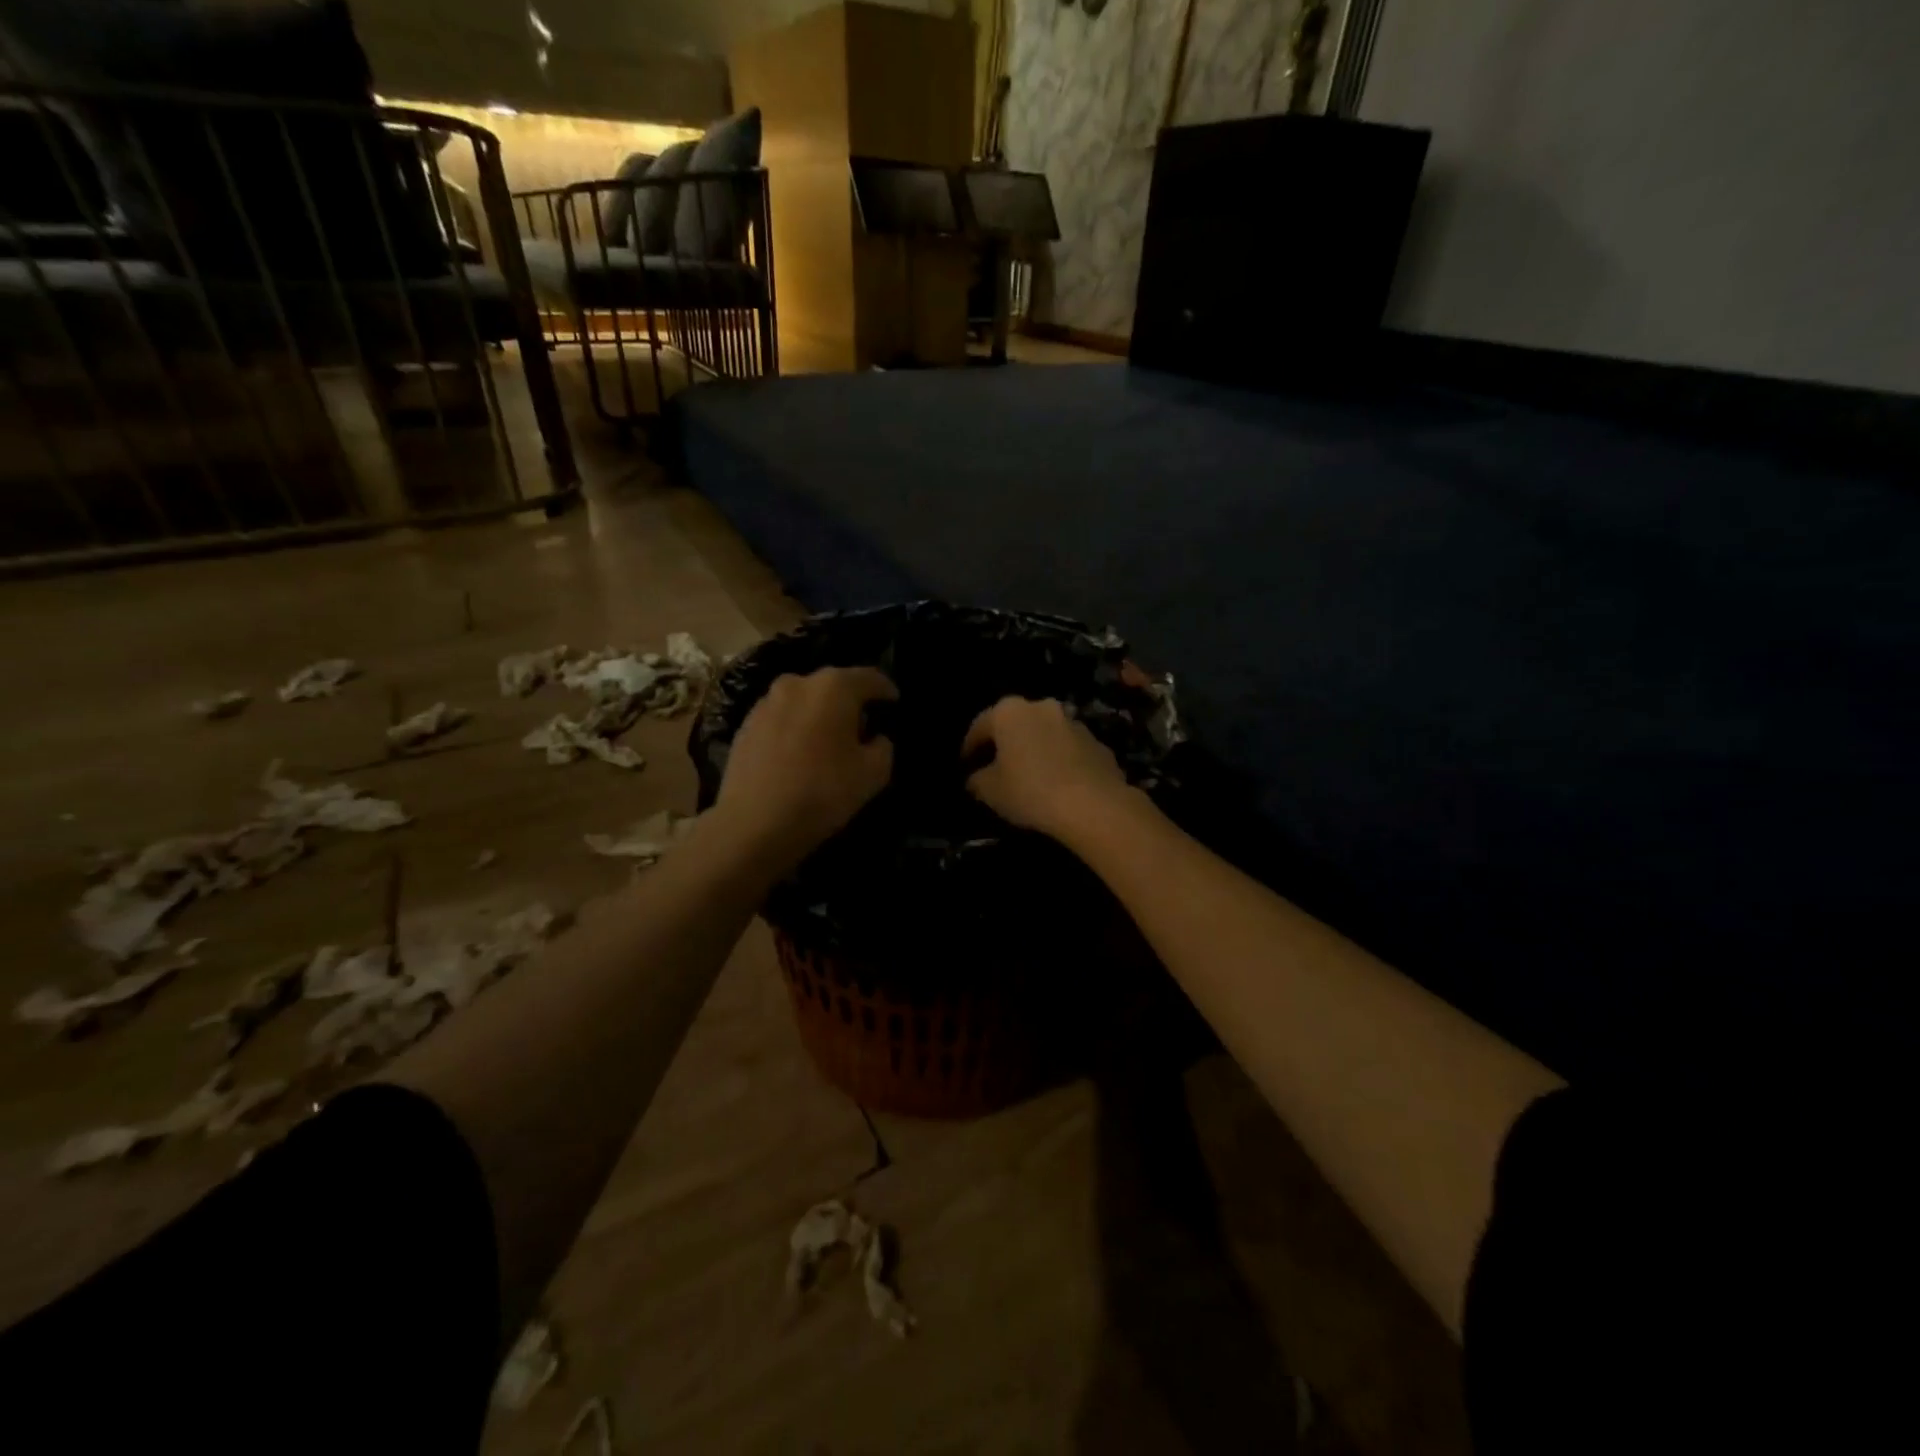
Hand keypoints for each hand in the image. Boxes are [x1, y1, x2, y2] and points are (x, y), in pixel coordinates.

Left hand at [714, 667, 897, 867]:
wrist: (754, 823)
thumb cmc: (822, 792)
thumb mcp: (873, 774)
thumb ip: (883, 747)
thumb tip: (874, 738)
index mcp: (833, 687)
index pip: (870, 678)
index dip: (886, 690)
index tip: (894, 703)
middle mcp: (797, 683)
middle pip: (833, 686)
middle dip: (850, 702)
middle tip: (862, 728)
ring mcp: (766, 703)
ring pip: (804, 701)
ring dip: (819, 715)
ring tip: (827, 742)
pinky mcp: (745, 725)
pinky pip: (781, 719)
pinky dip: (795, 729)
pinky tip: (798, 755)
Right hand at [961, 696, 1132, 842]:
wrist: (1092, 805)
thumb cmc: (1030, 791)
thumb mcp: (990, 791)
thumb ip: (977, 780)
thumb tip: (975, 779)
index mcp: (1009, 712)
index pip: (980, 726)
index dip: (969, 748)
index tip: (965, 766)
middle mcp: (1042, 707)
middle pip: (1016, 725)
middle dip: (1006, 744)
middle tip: (997, 768)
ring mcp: (1074, 723)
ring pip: (1046, 734)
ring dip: (1036, 750)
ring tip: (1030, 777)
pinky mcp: (1098, 743)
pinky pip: (1070, 750)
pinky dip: (1061, 762)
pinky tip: (1058, 785)